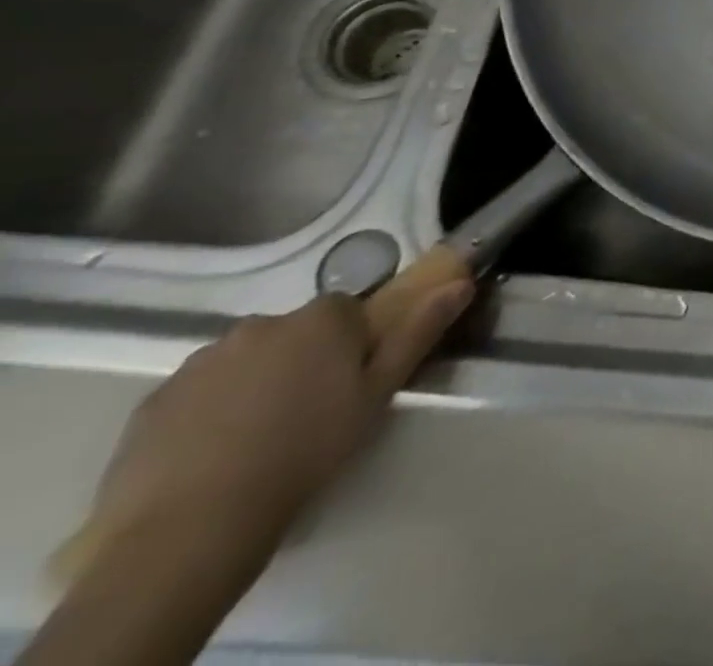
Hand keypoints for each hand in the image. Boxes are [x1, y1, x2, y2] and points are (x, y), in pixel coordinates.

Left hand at [70, 284, 472, 573]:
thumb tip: (460, 283)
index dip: (352, 343)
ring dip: (256, 382)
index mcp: (322, 318)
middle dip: (302, 359)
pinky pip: (198, 392)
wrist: (191, 527)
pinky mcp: (154, 400)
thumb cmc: (306, 451)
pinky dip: (210, 410)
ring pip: (245, 360)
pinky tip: (214, 454)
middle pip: (294, 332)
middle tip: (308, 411)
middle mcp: (263, 323)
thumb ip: (418, 333)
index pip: (347, 310)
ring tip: (258, 438)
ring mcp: (202, 360)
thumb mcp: (378, 394)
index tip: (351, 382)